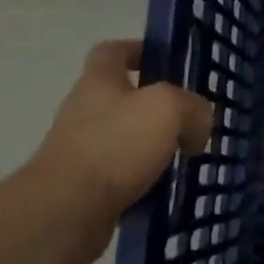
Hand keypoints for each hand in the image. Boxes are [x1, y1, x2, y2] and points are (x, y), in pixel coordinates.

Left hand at [22, 40, 212, 263]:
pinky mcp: (82, 189)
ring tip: (184, 158)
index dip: (136, 50)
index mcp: (98, 82)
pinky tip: (165, 190)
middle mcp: (84, 111)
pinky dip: (143, 181)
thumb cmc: (115, 145)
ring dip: (152, 147)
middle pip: (121, 97)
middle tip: (189, 119)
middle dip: (155, 107)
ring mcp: (80, 151)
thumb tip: (198, 126)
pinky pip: (121, 176)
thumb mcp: (168, 109)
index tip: (164, 62)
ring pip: (124, 139)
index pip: (111, 51)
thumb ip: (192, 107)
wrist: (66, 213)